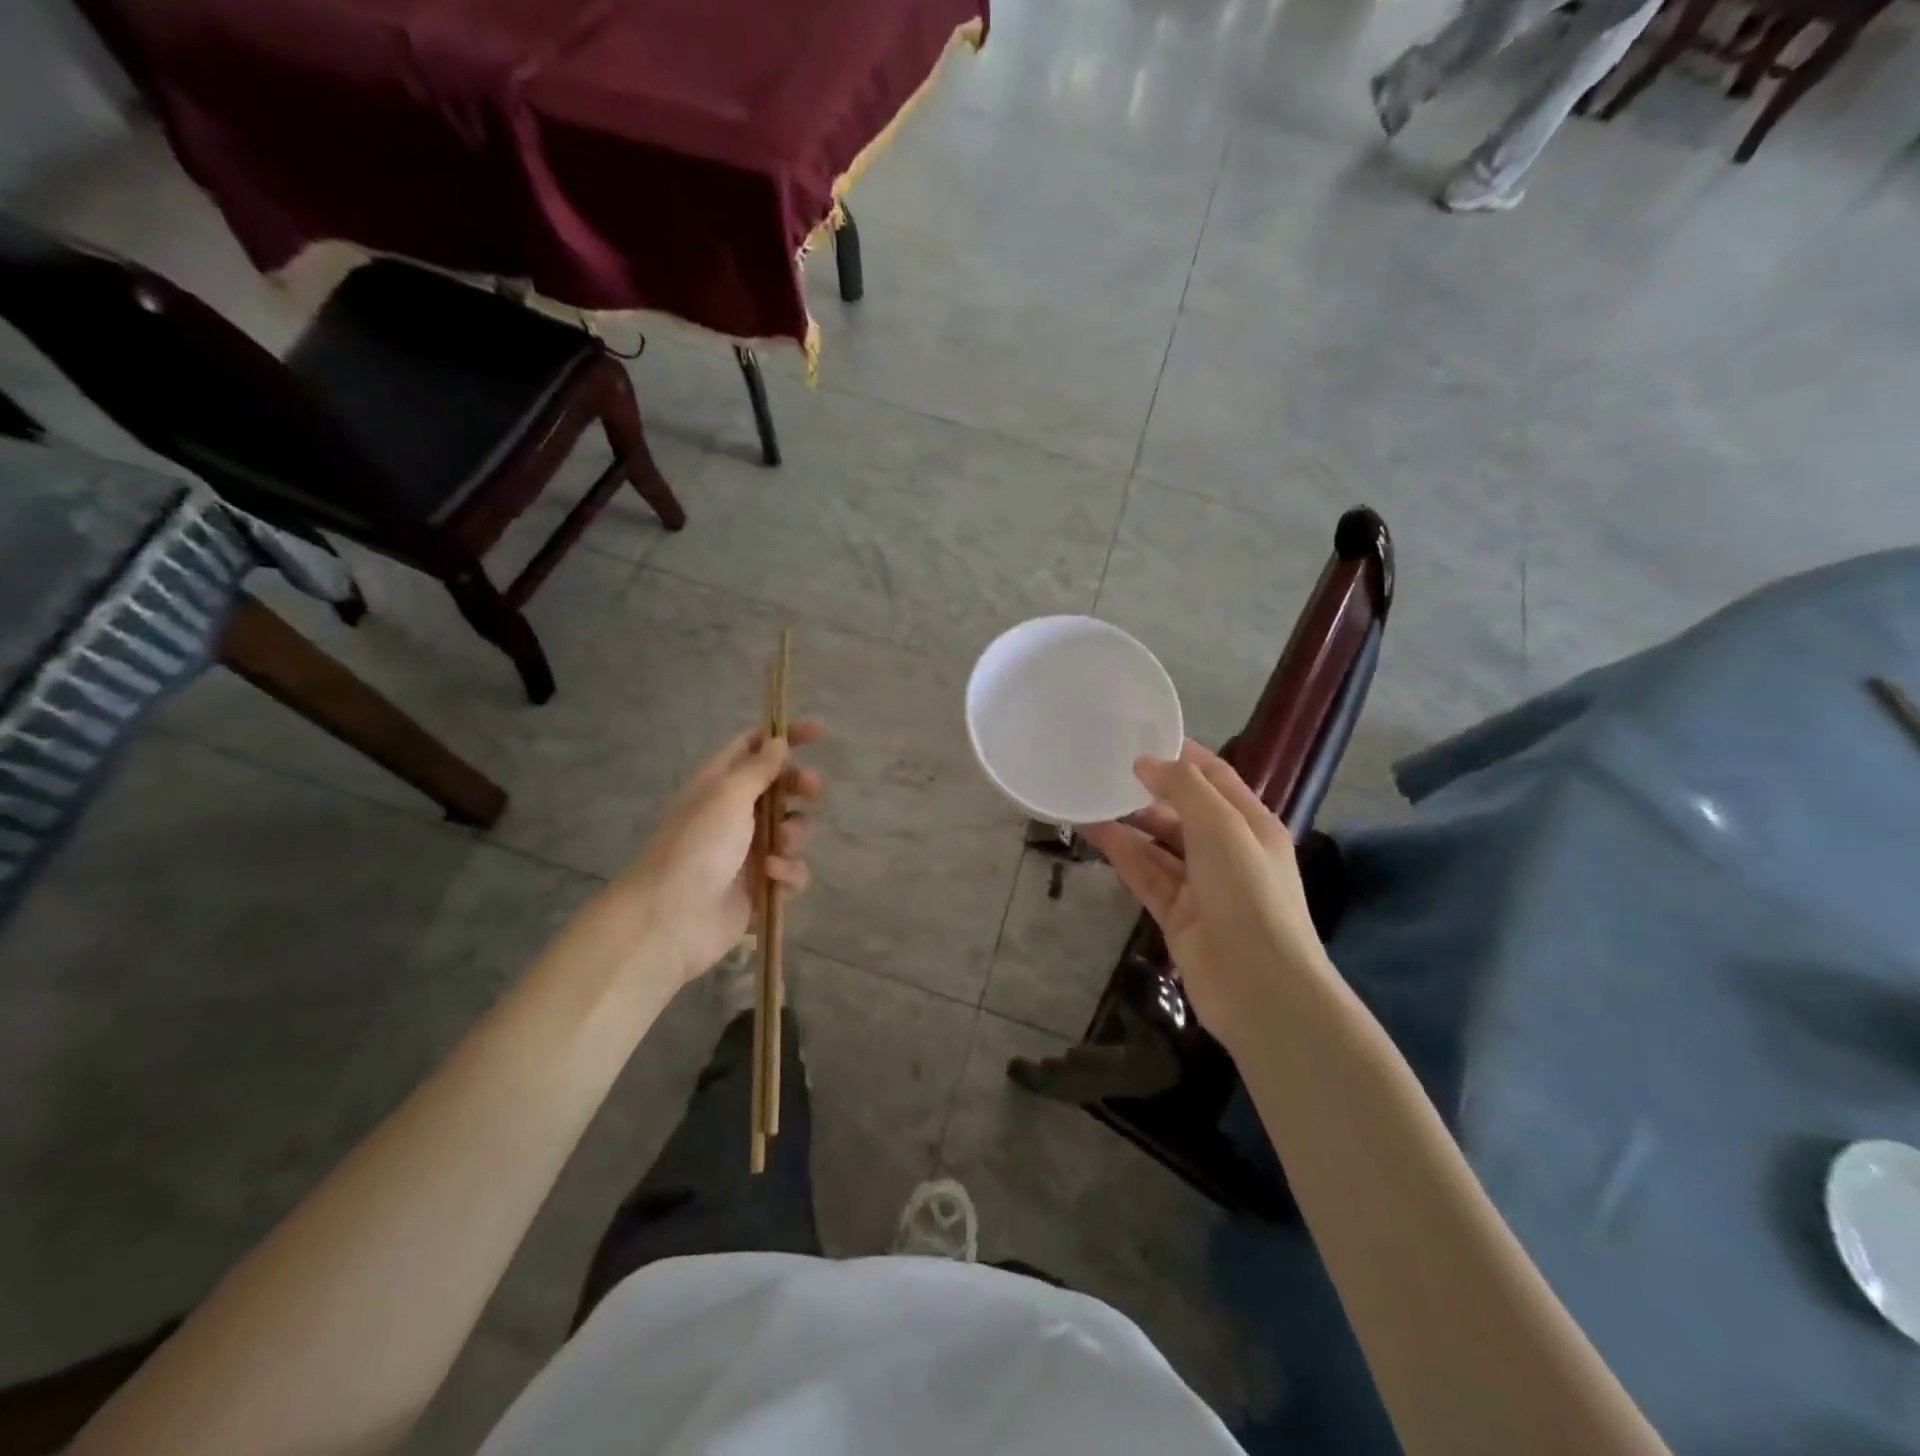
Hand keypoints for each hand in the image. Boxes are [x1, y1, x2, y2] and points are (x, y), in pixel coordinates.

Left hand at [604, 722, 823, 987]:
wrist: (669, 920)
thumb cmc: (696, 847)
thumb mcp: (727, 797)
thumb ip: (757, 768)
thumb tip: (778, 741)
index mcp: (720, 784)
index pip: (754, 747)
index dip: (785, 736)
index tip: (819, 733)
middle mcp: (735, 813)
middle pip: (780, 787)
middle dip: (800, 786)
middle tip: (812, 788)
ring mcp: (749, 851)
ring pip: (792, 830)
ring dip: (794, 834)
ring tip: (779, 847)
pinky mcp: (760, 886)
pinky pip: (791, 870)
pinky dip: (788, 872)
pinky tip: (772, 879)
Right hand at [1080, 741, 1328, 1053]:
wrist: (1259, 986)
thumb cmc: (1248, 893)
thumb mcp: (1221, 826)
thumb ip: (1183, 787)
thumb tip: (1145, 762)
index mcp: (1252, 824)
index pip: (1216, 777)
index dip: (1182, 755)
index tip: (1141, 736)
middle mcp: (1228, 851)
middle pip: (1184, 811)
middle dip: (1149, 790)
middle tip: (1104, 768)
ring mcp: (1201, 885)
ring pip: (1159, 844)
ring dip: (1129, 822)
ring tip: (1089, 796)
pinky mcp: (1176, 914)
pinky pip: (1145, 874)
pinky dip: (1122, 853)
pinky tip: (1094, 833)